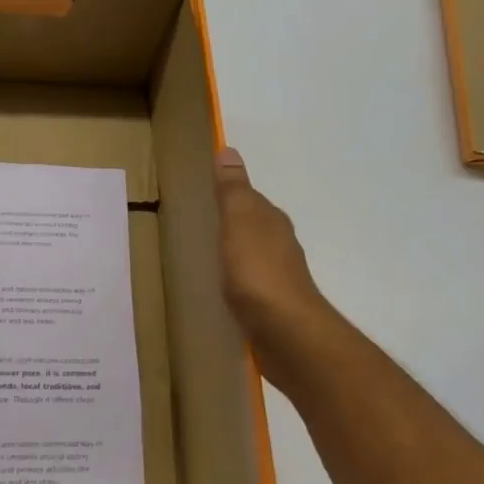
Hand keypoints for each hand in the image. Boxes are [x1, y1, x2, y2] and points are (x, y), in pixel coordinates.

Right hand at [214, 147, 336, 389]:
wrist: (286, 333)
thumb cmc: (259, 272)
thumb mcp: (240, 222)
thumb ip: (232, 190)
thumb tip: (229, 150)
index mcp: (271, 222)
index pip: (250, 199)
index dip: (229, 194)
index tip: (204, 194)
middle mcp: (279, 245)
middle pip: (252, 227)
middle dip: (231, 224)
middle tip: (198, 224)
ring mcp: (277, 277)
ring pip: (251, 256)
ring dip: (233, 254)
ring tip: (204, 257)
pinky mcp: (271, 306)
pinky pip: (248, 285)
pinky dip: (235, 281)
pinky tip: (220, 289)